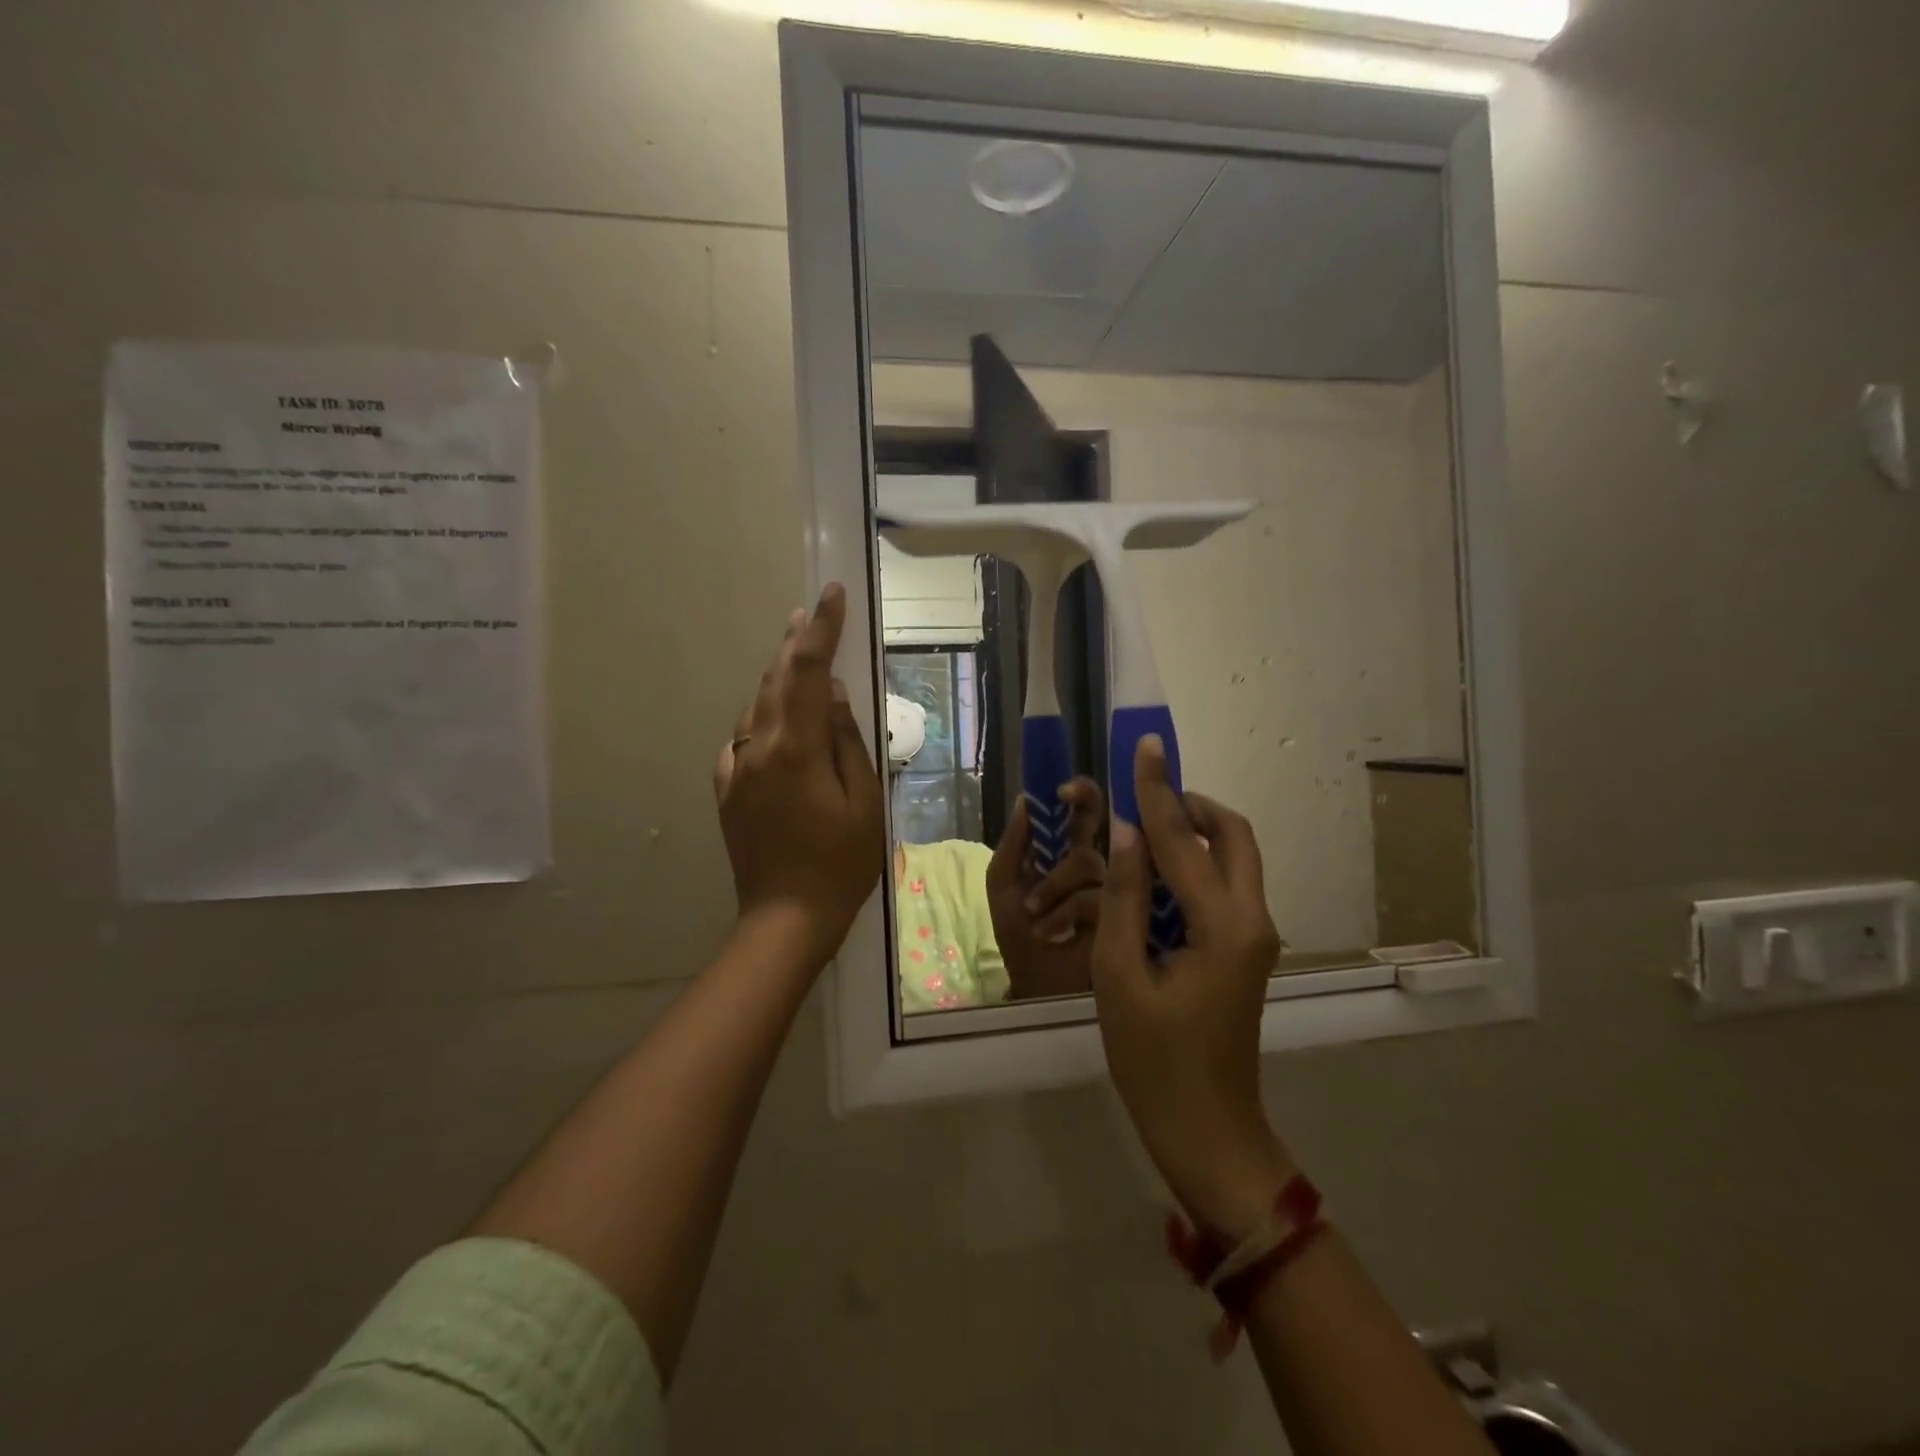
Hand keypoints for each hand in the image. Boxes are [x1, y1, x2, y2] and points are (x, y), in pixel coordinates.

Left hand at [713, 584, 885, 971]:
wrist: (785, 917)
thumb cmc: (841, 863)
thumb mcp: (864, 801)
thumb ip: (848, 740)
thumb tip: (837, 694)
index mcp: (796, 748)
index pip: (809, 671)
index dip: (822, 629)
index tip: (832, 593)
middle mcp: (757, 748)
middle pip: (775, 680)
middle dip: (794, 642)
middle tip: (810, 612)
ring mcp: (736, 769)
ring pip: (757, 706)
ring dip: (778, 677)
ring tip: (798, 657)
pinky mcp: (727, 790)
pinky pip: (743, 738)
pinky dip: (763, 717)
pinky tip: (776, 721)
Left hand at [985, 777, 1105, 1000]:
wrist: (1035, 983)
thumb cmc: (1019, 933)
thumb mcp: (1003, 884)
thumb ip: (1013, 844)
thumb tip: (1024, 799)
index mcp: (1065, 852)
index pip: (1080, 812)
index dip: (1078, 793)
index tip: (1060, 790)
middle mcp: (1094, 862)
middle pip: (1101, 819)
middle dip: (1085, 800)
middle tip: (1067, 796)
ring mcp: (1110, 886)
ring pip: (1088, 861)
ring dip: (1053, 885)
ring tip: (1036, 912)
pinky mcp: (1121, 914)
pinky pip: (1093, 896)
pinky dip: (1065, 911)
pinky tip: (1052, 930)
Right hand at [1091, 735, 1292, 1242]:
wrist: (1207, 1132)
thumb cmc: (1154, 1061)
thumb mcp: (1120, 976)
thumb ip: (1124, 898)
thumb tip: (1127, 834)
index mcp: (1224, 926)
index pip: (1183, 840)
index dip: (1157, 790)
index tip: (1144, 745)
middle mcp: (1253, 920)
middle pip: (1234, 836)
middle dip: (1192, 805)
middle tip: (1145, 795)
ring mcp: (1255, 935)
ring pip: (1234, 858)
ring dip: (1193, 834)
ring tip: (1141, 831)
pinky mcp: (1246, 949)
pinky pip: (1225, 886)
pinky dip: (1194, 865)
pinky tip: (1154, 875)